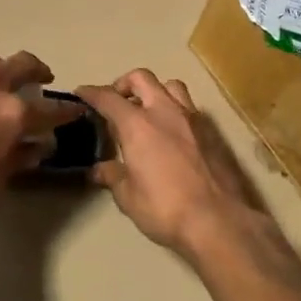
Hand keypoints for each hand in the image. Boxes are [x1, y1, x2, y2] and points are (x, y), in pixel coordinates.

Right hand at [78, 70, 266, 261]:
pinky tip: (172, 133)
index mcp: (137, 125)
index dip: (92, 93)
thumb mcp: (128, 197)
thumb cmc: (165, 208)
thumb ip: (113, 176)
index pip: (108, 98)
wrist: (218, 221)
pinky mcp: (212, 132)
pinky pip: (189, 107)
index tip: (81, 93)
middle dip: (124, 84)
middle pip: (141, 78)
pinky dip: (175, 110)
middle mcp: (164, 112)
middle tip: (116, 102)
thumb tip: (99, 170)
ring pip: (170, 86)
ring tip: (147, 111)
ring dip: (155, 91)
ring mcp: (192, 119)